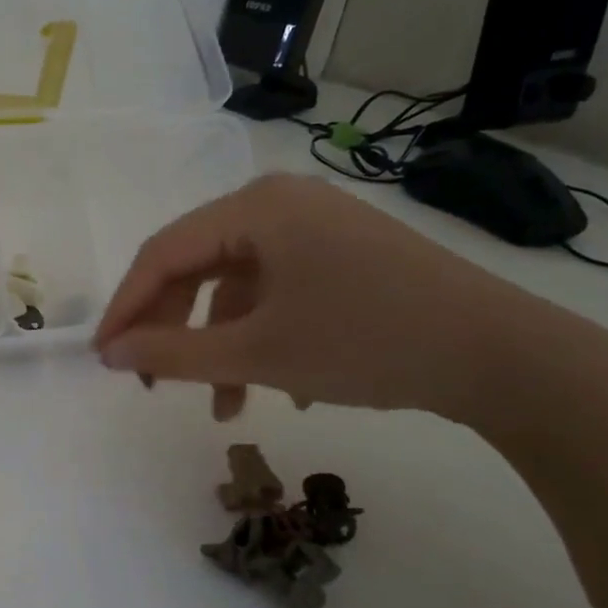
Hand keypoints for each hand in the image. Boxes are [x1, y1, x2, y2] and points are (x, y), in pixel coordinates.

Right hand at [93, 173, 559, 423]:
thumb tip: (110, 354)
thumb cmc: (367, 343)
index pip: (162, 254)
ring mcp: (315, 227)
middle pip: (197, 266)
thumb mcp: (257, 354)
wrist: (504, 357)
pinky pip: (276, 291)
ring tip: (223, 404)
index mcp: (255, 208)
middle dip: (172, 328)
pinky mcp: (341, 254)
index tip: (102, 356)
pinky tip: (277, 386)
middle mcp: (280, 203)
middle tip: (151, 381)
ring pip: (236, 286)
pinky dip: (261, 336)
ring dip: (219, 344)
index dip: (126, 307)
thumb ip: (172, 355)